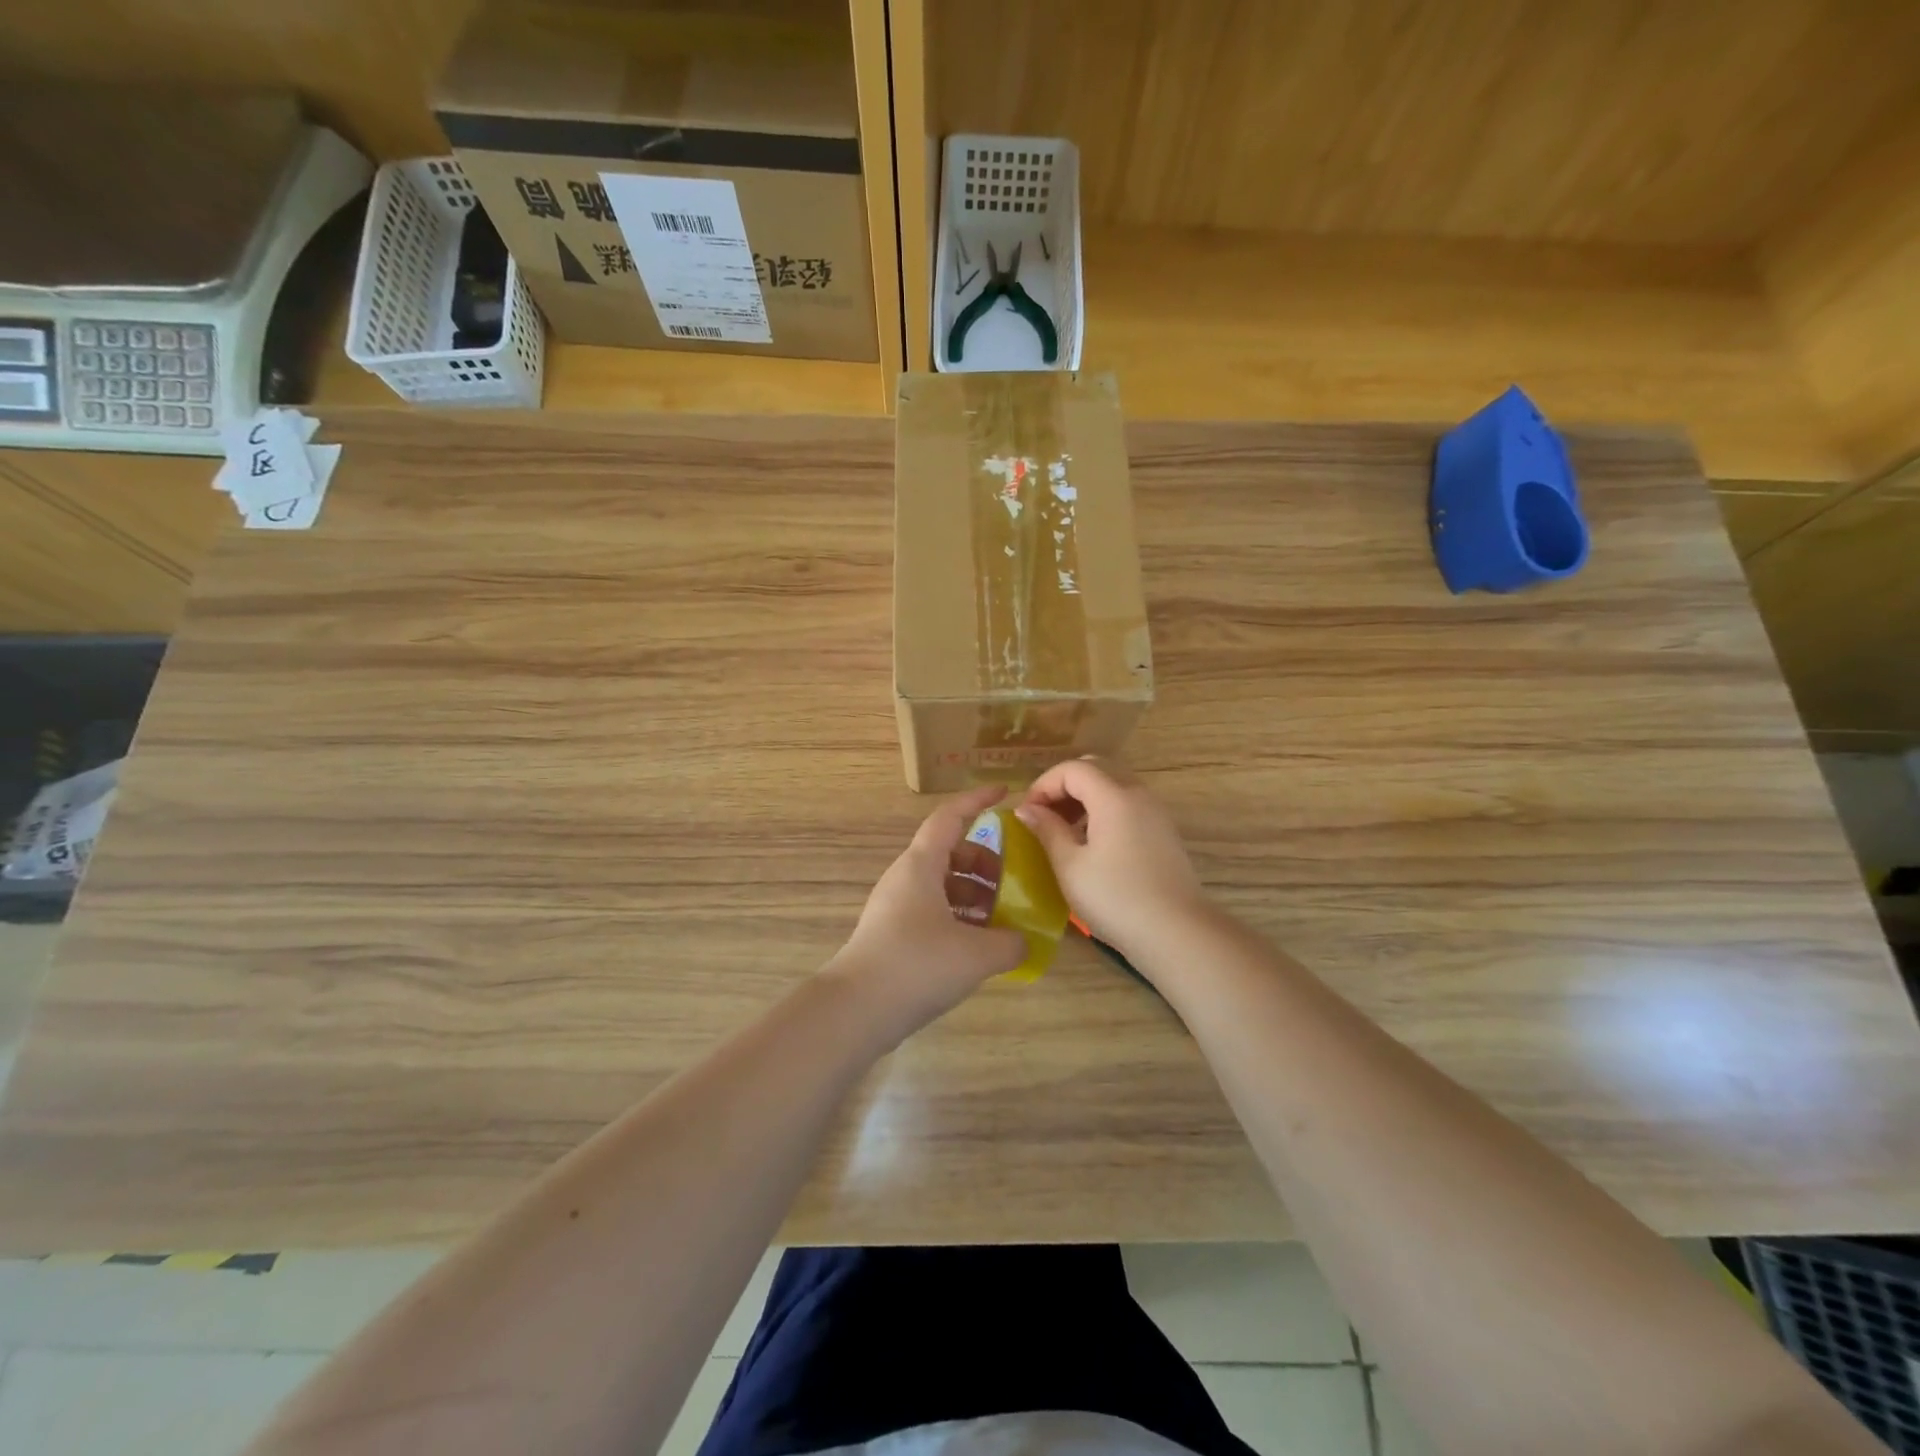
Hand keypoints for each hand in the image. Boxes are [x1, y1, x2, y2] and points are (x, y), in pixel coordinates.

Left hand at [826, 785, 1026, 1044]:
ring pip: (942, 886)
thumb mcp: (976, 954)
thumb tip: (1021, 941)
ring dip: (974, 896)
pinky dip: (959, 919)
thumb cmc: (917, 965)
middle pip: (950, 853)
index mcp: (921, 865)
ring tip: (1002, 922)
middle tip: (1013, 884)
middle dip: (985, 863)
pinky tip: (979, 949)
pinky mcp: (893, 936)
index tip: (1005, 793)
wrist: (856, 1010)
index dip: (977, 801)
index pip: (950, 817)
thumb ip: (1009, 943)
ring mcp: (896, 907)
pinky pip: (933, 913)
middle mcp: (906, 878)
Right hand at [1016, 757, 1209, 956]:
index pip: (1072, 769)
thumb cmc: (1115, 899)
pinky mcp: (1163, 831)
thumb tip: (1027, 809)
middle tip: (1044, 816)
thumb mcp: (1070, 866)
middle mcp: (1137, 794)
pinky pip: (1128, 804)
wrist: (1177, 933)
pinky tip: (1091, 843)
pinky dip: (1104, 810)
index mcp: (1113, 796)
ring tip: (1064, 831)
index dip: (1044, 785)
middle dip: (1064, 785)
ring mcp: (1155, 812)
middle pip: (1096, 768)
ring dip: (1084, 797)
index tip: (1027, 814)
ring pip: (1114, 784)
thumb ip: (1047, 830)